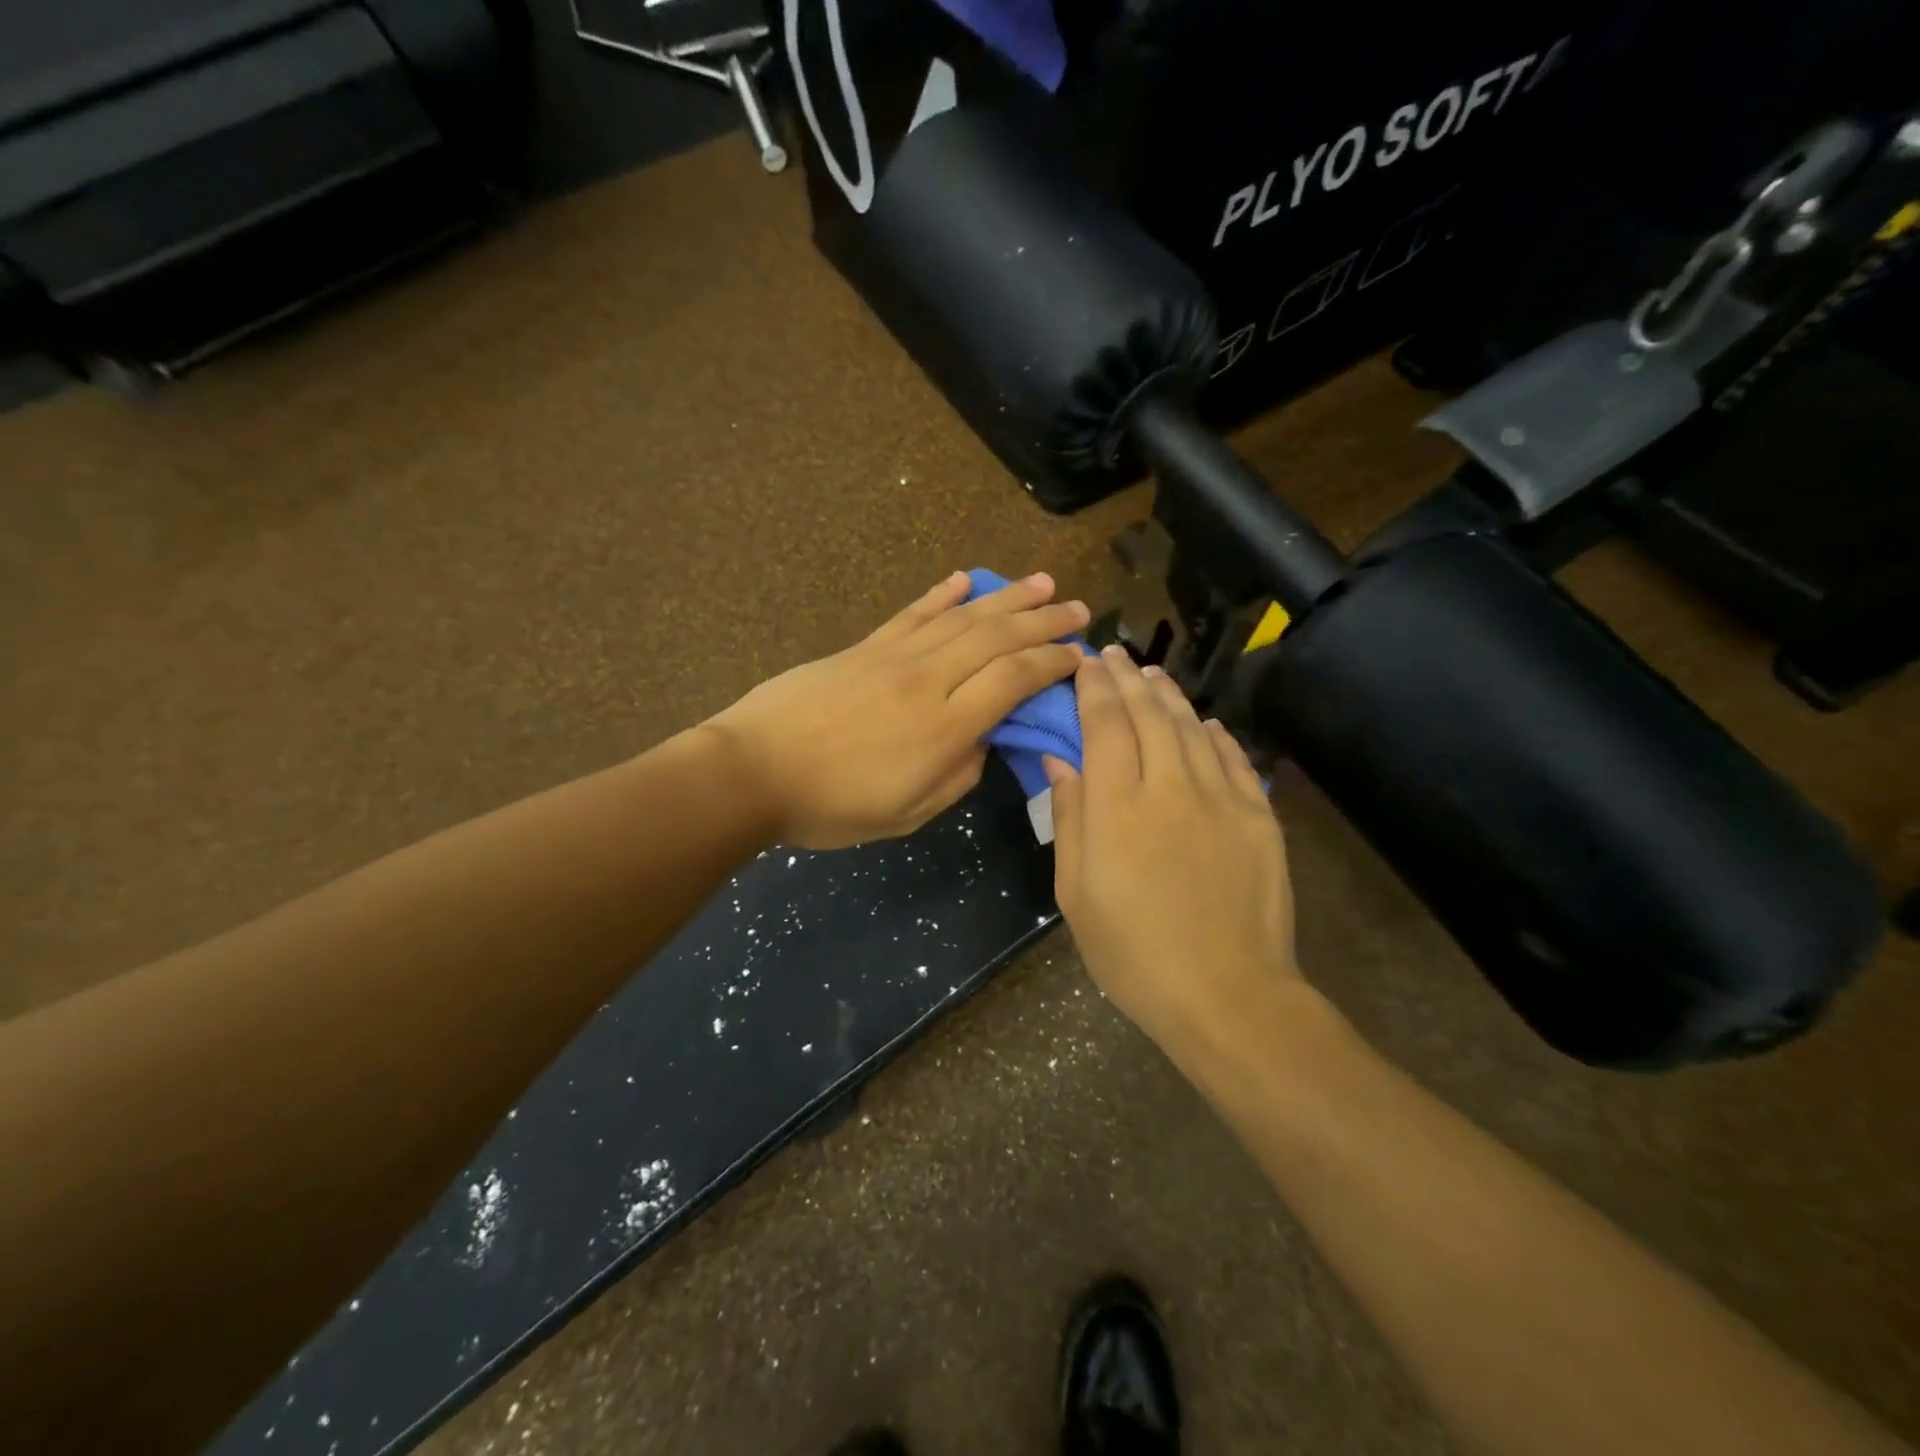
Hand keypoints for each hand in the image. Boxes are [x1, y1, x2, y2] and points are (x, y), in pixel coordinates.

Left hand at [706, 572, 1087, 848]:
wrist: (753, 770)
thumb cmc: (831, 806)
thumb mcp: (907, 814)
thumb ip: (957, 777)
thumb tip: (984, 740)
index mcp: (944, 728)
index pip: (1013, 680)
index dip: (1051, 663)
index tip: (1079, 656)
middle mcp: (927, 680)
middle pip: (996, 639)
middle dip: (1043, 621)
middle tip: (1079, 610)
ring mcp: (893, 656)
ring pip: (962, 618)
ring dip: (1007, 597)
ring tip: (1042, 583)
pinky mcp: (864, 647)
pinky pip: (912, 614)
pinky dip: (942, 594)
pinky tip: (965, 579)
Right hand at [1044, 646, 1300, 1057]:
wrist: (1228, 994)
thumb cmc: (1133, 953)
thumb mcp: (1075, 894)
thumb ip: (1069, 819)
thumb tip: (1060, 761)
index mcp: (1117, 806)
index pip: (1104, 724)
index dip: (1093, 687)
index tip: (1084, 662)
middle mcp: (1169, 786)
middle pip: (1148, 714)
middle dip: (1127, 678)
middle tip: (1113, 654)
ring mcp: (1221, 798)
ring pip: (1192, 728)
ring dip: (1169, 696)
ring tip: (1152, 676)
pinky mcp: (1258, 816)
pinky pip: (1235, 759)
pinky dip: (1217, 734)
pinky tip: (1206, 722)